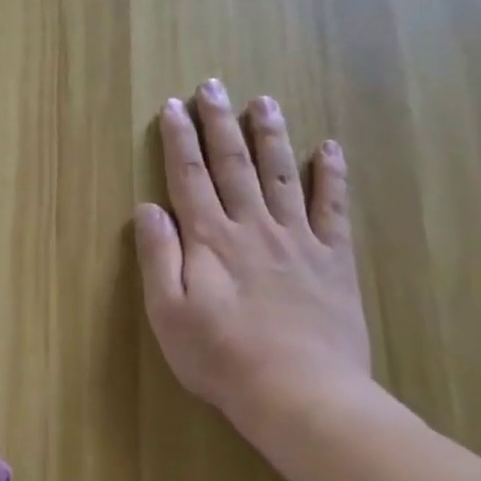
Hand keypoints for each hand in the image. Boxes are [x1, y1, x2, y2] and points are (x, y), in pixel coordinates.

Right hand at [134, 79, 371, 418]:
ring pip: (282, 174)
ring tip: (263, 101)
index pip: (189, 177)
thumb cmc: (221, 357)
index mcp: (209, 239)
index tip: (173, 106)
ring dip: (270, 135)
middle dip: (219, 123)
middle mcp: (252, 227)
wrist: (301, 394)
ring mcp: (297, 240)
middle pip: (233, 164)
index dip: (179, 139)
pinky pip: (333, 207)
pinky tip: (328, 148)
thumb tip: (147, 207)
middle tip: (213, 85)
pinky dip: (331, 175)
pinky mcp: (333, 259)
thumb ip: (157, 256)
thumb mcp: (168, 312)